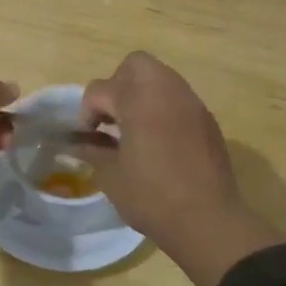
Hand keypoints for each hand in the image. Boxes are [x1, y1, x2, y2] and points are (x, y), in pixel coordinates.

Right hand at [73, 51, 285, 285]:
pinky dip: (162, 109)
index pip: (99, 89)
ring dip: (141, 95)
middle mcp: (166, 91)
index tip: (87, 137)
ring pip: (160, 78)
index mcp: (137, 100)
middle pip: (135, 65)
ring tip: (133, 129)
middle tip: (112, 118)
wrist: (208, 220)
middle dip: (117, 85)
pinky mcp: (206, 119)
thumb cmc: (152, 197)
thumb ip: (92, 151)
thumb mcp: (111, 176)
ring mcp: (191, 103)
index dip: (86, 113)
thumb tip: (77, 143)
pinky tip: (158, 141)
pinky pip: (178, 99)